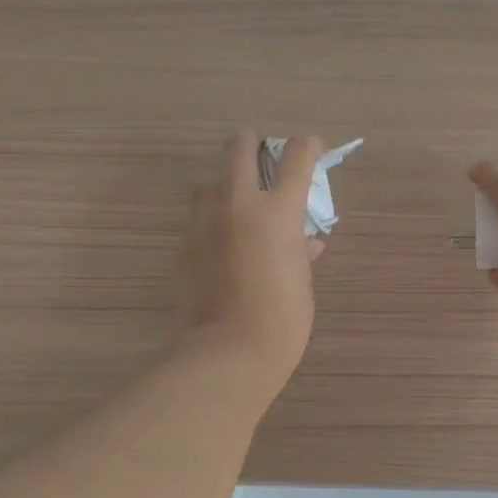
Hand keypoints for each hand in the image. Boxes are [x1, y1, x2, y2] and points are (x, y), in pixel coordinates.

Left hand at [174, 129, 324, 398]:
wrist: (228, 352)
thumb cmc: (282, 320)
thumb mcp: (301, 281)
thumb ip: (301, 250)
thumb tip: (306, 241)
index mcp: (278, 210)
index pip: (297, 154)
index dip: (309, 145)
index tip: (313, 149)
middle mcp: (238, 203)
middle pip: (240, 145)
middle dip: (255, 145)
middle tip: (266, 162)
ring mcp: (205, 222)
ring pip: (212, 181)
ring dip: (228, 185)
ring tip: (242, 210)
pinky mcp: (184, 244)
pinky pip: (199, 217)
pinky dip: (215, 220)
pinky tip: (226, 246)